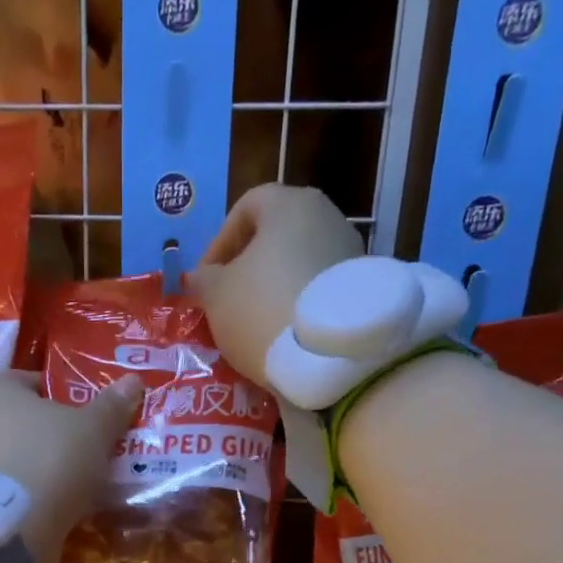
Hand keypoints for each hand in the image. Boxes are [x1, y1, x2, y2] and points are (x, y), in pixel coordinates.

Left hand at [0, 370, 142, 562]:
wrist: (8, 530)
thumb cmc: (49, 460)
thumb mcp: (93, 430)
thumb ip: (112, 406)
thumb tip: (133, 380)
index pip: (36, 381)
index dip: (67, 396)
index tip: (93, 417)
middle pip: (26, 422)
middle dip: (57, 436)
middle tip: (92, 452)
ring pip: (20, 459)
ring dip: (45, 470)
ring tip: (81, 485)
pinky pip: (13, 490)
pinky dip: (33, 496)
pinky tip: (59, 508)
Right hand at [192, 184, 365, 388]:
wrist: (327, 358)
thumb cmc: (261, 309)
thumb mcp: (216, 295)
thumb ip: (203, 280)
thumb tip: (199, 277)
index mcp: (290, 205)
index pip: (246, 207)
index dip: (219, 242)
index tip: (206, 279)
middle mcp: (327, 217)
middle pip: (277, 236)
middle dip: (248, 267)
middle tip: (228, 301)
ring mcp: (351, 253)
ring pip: (299, 264)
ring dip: (274, 288)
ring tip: (255, 323)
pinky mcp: (362, 291)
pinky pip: (318, 291)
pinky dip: (299, 306)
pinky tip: (284, 335)